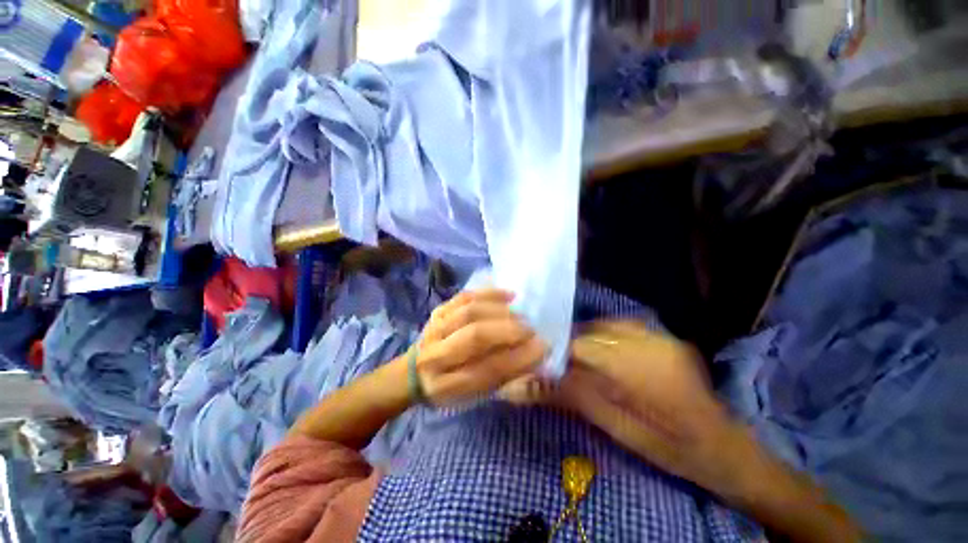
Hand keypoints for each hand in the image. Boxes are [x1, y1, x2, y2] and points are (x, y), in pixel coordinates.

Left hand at [415, 289, 546, 405]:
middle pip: (475, 337)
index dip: (518, 358)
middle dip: (509, 331)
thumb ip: (501, 377)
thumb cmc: (449, 388)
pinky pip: (465, 296)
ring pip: (470, 312)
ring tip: (520, 315)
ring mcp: (434, 328)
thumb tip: (534, 356)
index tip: (543, 347)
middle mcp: (435, 355)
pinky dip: (489, 294)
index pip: (486, 370)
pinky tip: (509, 295)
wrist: (414, 372)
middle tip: (531, 330)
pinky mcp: (438, 310)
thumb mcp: (474, 396)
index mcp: (445, 386)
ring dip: (500, 312)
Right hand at [559, 321, 736, 489]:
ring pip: (608, 324)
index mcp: (637, 369)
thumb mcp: (619, 428)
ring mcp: (661, 336)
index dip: (561, 352)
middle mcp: (648, 343)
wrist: (721, 444)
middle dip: (574, 343)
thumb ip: (577, 398)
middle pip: (593, 330)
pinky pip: (625, 326)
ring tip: (585, 357)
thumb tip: (539, 380)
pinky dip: (609, 335)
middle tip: (565, 362)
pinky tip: (609, 352)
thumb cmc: (669, 446)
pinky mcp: (666, 337)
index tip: (549, 363)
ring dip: (591, 338)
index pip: (582, 346)